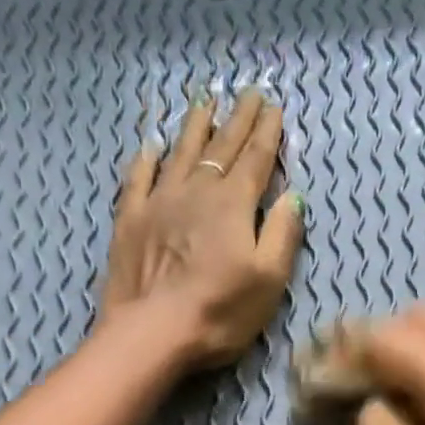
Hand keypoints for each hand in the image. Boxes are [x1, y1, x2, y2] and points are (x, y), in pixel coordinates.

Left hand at [99, 88, 305, 370]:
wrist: (153, 331)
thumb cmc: (219, 313)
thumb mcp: (268, 281)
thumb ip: (282, 236)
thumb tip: (293, 197)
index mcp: (234, 205)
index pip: (256, 159)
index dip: (267, 133)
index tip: (274, 106)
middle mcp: (197, 192)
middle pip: (221, 148)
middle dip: (238, 120)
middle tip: (248, 92)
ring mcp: (159, 202)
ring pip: (181, 153)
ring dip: (195, 127)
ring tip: (205, 102)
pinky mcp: (130, 221)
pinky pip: (139, 178)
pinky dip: (147, 158)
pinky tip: (151, 146)